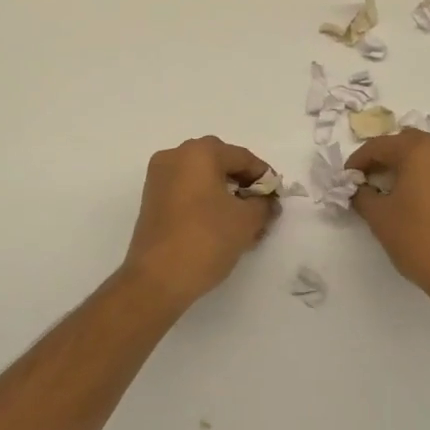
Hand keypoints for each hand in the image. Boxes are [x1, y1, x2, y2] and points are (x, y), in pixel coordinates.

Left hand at [121, 137, 278, 310]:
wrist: (157, 278)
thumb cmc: (206, 239)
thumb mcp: (246, 221)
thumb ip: (264, 204)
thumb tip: (267, 201)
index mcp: (199, 152)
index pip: (242, 157)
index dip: (264, 177)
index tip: (277, 199)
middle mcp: (175, 156)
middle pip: (221, 164)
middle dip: (244, 186)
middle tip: (261, 210)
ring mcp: (159, 177)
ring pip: (203, 179)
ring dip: (225, 196)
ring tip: (244, 223)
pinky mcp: (151, 199)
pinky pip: (187, 192)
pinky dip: (206, 203)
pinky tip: (220, 226)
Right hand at [347, 130, 429, 314]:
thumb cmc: (421, 241)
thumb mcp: (380, 218)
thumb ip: (363, 196)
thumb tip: (360, 189)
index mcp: (420, 149)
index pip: (380, 146)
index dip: (358, 161)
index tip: (346, 178)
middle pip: (408, 144)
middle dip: (386, 159)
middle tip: (369, 182)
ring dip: (410, 167)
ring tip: (395, 191)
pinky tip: (422, 202)